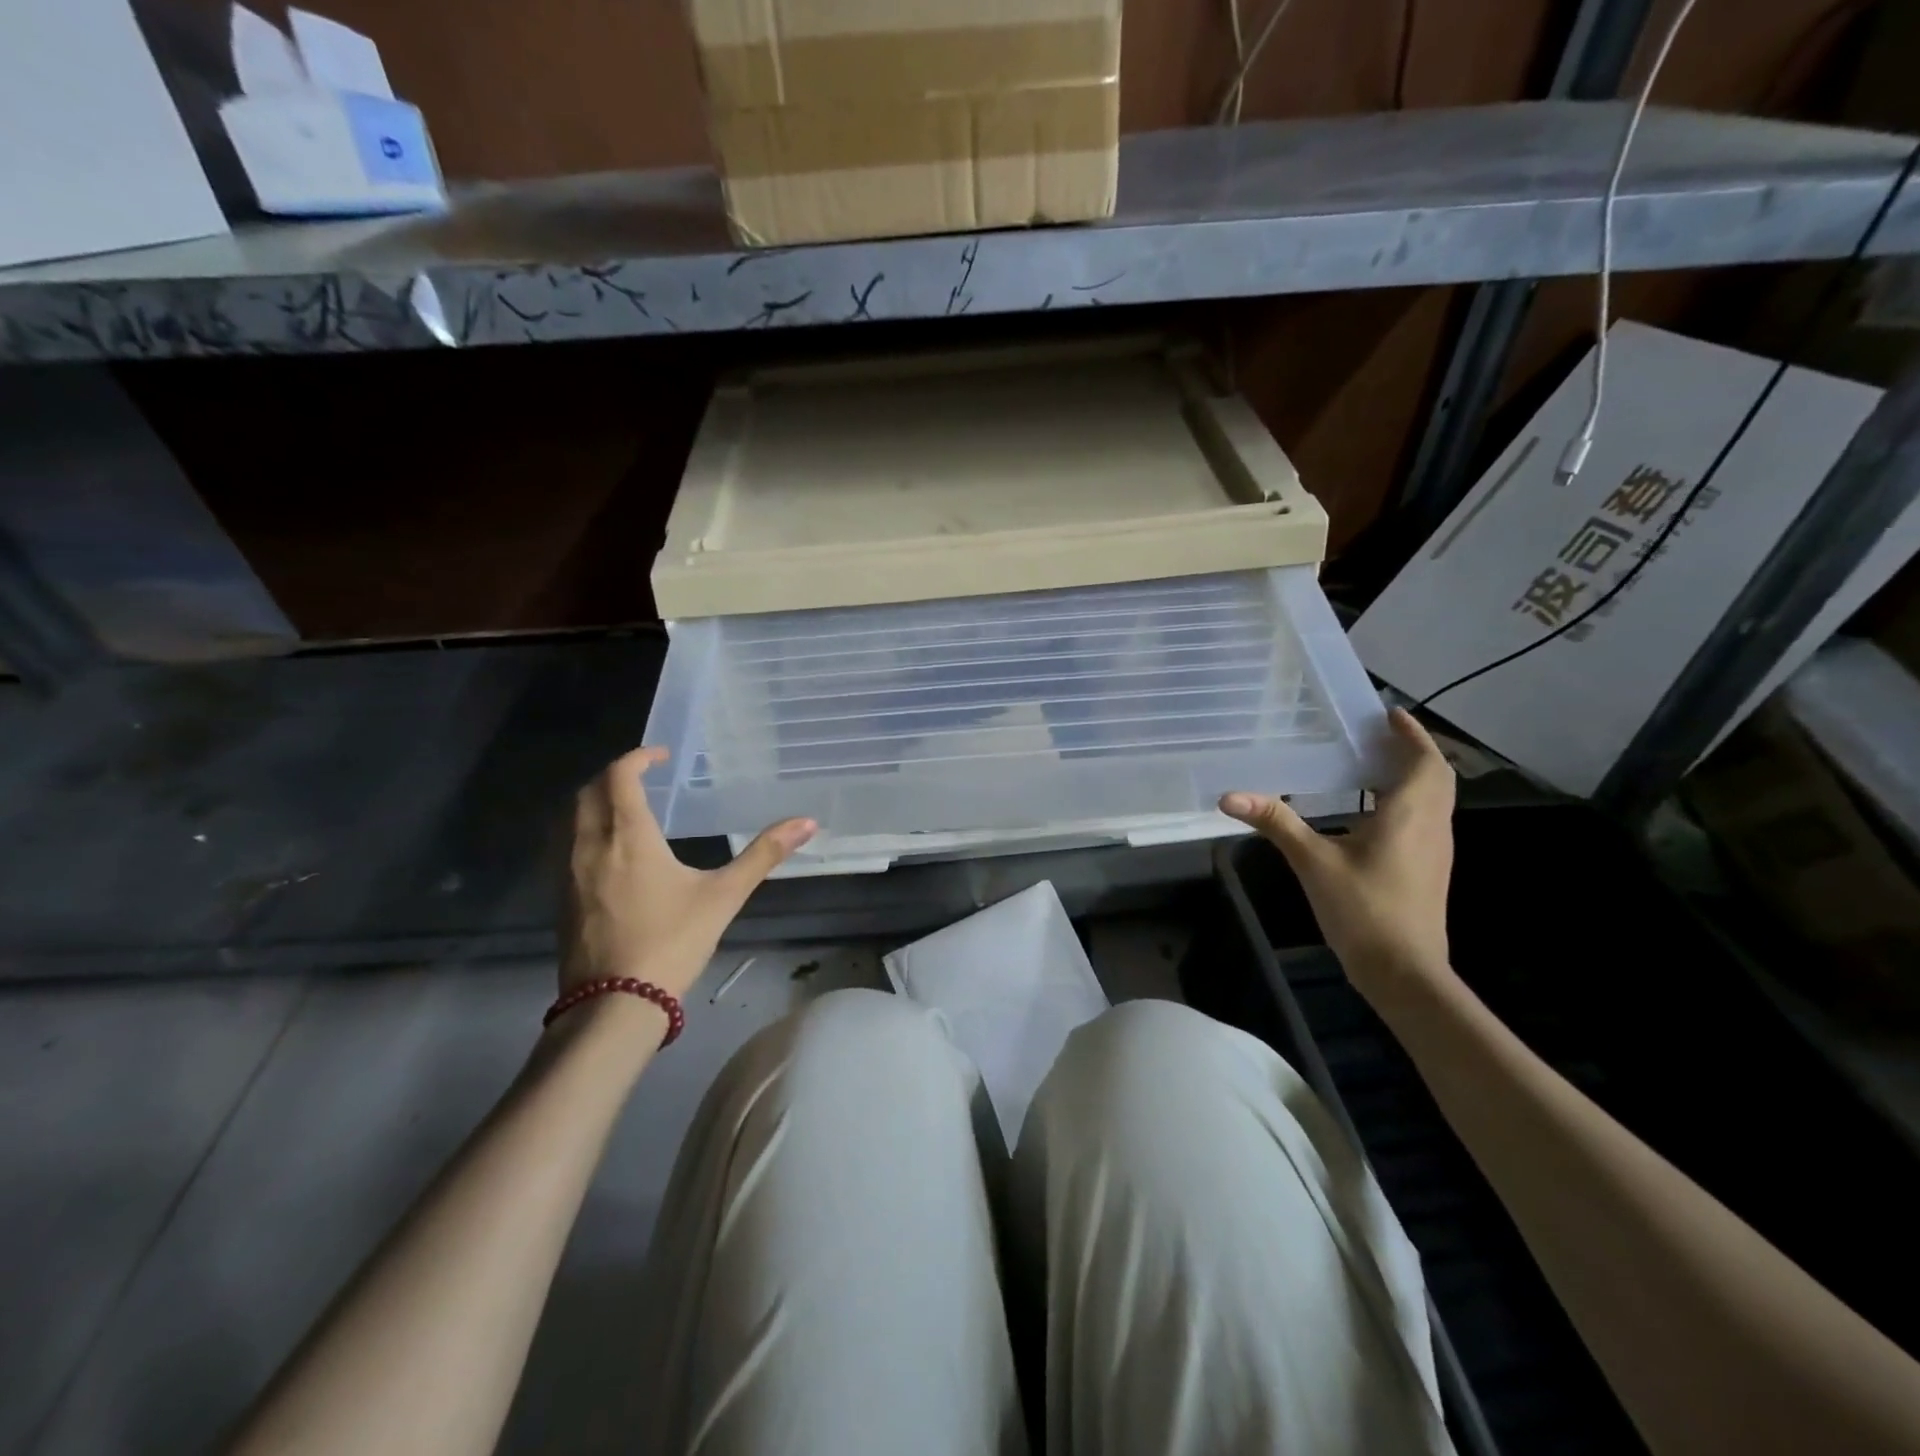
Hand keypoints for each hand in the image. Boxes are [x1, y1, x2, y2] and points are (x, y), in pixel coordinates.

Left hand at [562, 747, 815, 1004]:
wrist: (615, 1005)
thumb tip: (807, 822)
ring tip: (626, 808)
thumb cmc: (672, 942)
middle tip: (643, 777)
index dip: (637, 758)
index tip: (660, 756)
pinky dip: (584, 831)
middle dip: (613, 775)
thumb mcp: (724, 896)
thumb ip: (763, 854)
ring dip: (594, 801)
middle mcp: (589, 845)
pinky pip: (566, 846)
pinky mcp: (561, 899)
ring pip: (571, 819)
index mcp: (628, 836)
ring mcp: (568, 873)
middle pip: (588, 792)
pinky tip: (609, 852)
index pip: (619, 776)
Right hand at [1220, 708, 1455, 1003]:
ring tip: (1375, 764)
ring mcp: (1436, 850)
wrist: (1404, 971)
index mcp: (1410, 815)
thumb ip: (1276, 823)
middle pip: (1437, 777)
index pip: (1424, 762)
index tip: (1389, 713)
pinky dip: (1408, 801)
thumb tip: (1230, 795)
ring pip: (1436, 799)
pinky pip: (1427, 819)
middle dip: (1414, 751)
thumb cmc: (1364, 910)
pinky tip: (1374, 812)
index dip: (1411, 734)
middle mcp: (1432, 826)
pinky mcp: (1430, 869)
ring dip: (1414, 775)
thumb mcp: (1313, 862)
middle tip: (1381, 735)